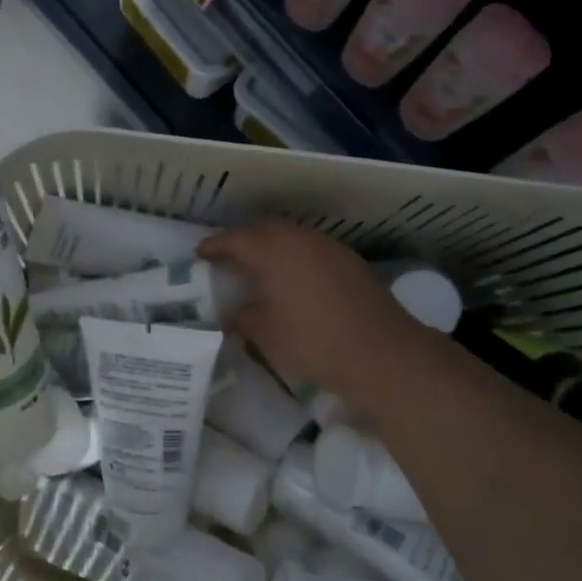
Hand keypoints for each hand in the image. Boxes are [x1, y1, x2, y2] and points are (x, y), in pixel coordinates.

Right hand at [200, 219, 429, 396]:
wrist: (381, 352)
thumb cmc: (312, 341)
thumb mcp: (265, 334)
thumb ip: (243, 318)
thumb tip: (233, 315)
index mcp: (272, 251)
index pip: (235, 239)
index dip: (214, 245)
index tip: (200, 254)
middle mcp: (300, 239)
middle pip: (264, 227)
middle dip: (244, 238)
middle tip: (230, 256)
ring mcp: (329, 247)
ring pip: (292, 235)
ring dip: (273, 245)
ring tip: (261, 267)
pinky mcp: (350, 261)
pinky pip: (312, 248)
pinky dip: (296, 256)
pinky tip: (295, 279)